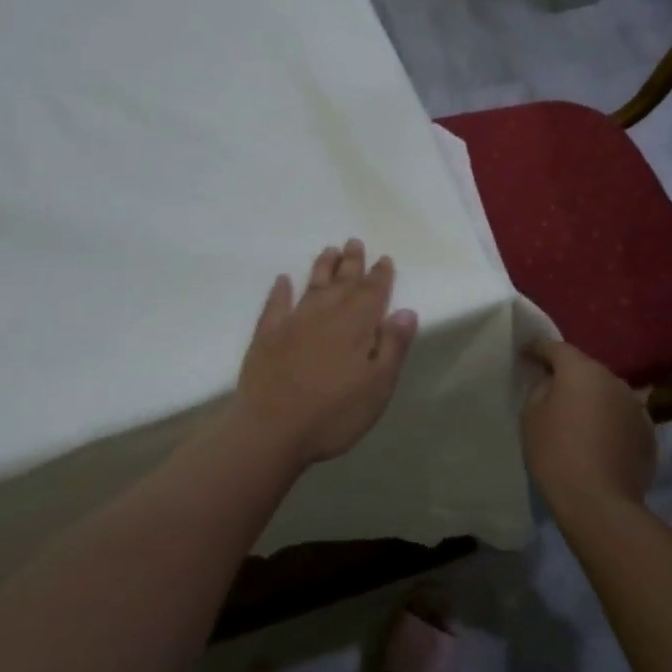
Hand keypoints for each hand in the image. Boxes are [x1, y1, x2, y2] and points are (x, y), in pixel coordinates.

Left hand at [233, 239, 418, 469]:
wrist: (271, 430)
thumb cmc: (333, 414)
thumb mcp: (378, 387)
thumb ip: (393, 346)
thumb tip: (405, 311)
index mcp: (357, 325)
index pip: (373, 292)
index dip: (380, 275)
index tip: (383, 259)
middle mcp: (326, 314)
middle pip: (343, 282)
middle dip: (352, 262)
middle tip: (354, 241)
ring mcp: (293, 322)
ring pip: (312, 285)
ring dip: (322, 267)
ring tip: (329, 250)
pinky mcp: (266, 335)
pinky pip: (276, 303)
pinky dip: (281, 290)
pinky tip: (283, 280)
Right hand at [521, 341, 656, 510]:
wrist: (599, 502)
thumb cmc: (556, 453)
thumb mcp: (531, 416)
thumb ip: (540, 390)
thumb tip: (552, 384)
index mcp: (582, 371)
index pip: (557, 348)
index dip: (539, 349)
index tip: (526, 354)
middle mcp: (614, 380)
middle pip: (586, 369)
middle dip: (569, 375)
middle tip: (551, 388)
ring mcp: (636, 406)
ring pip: (607, 393)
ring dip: (592, 399)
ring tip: (577, 417)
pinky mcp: (648, 433)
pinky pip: (622, 417)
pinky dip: (609, 421)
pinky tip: (599, 440)